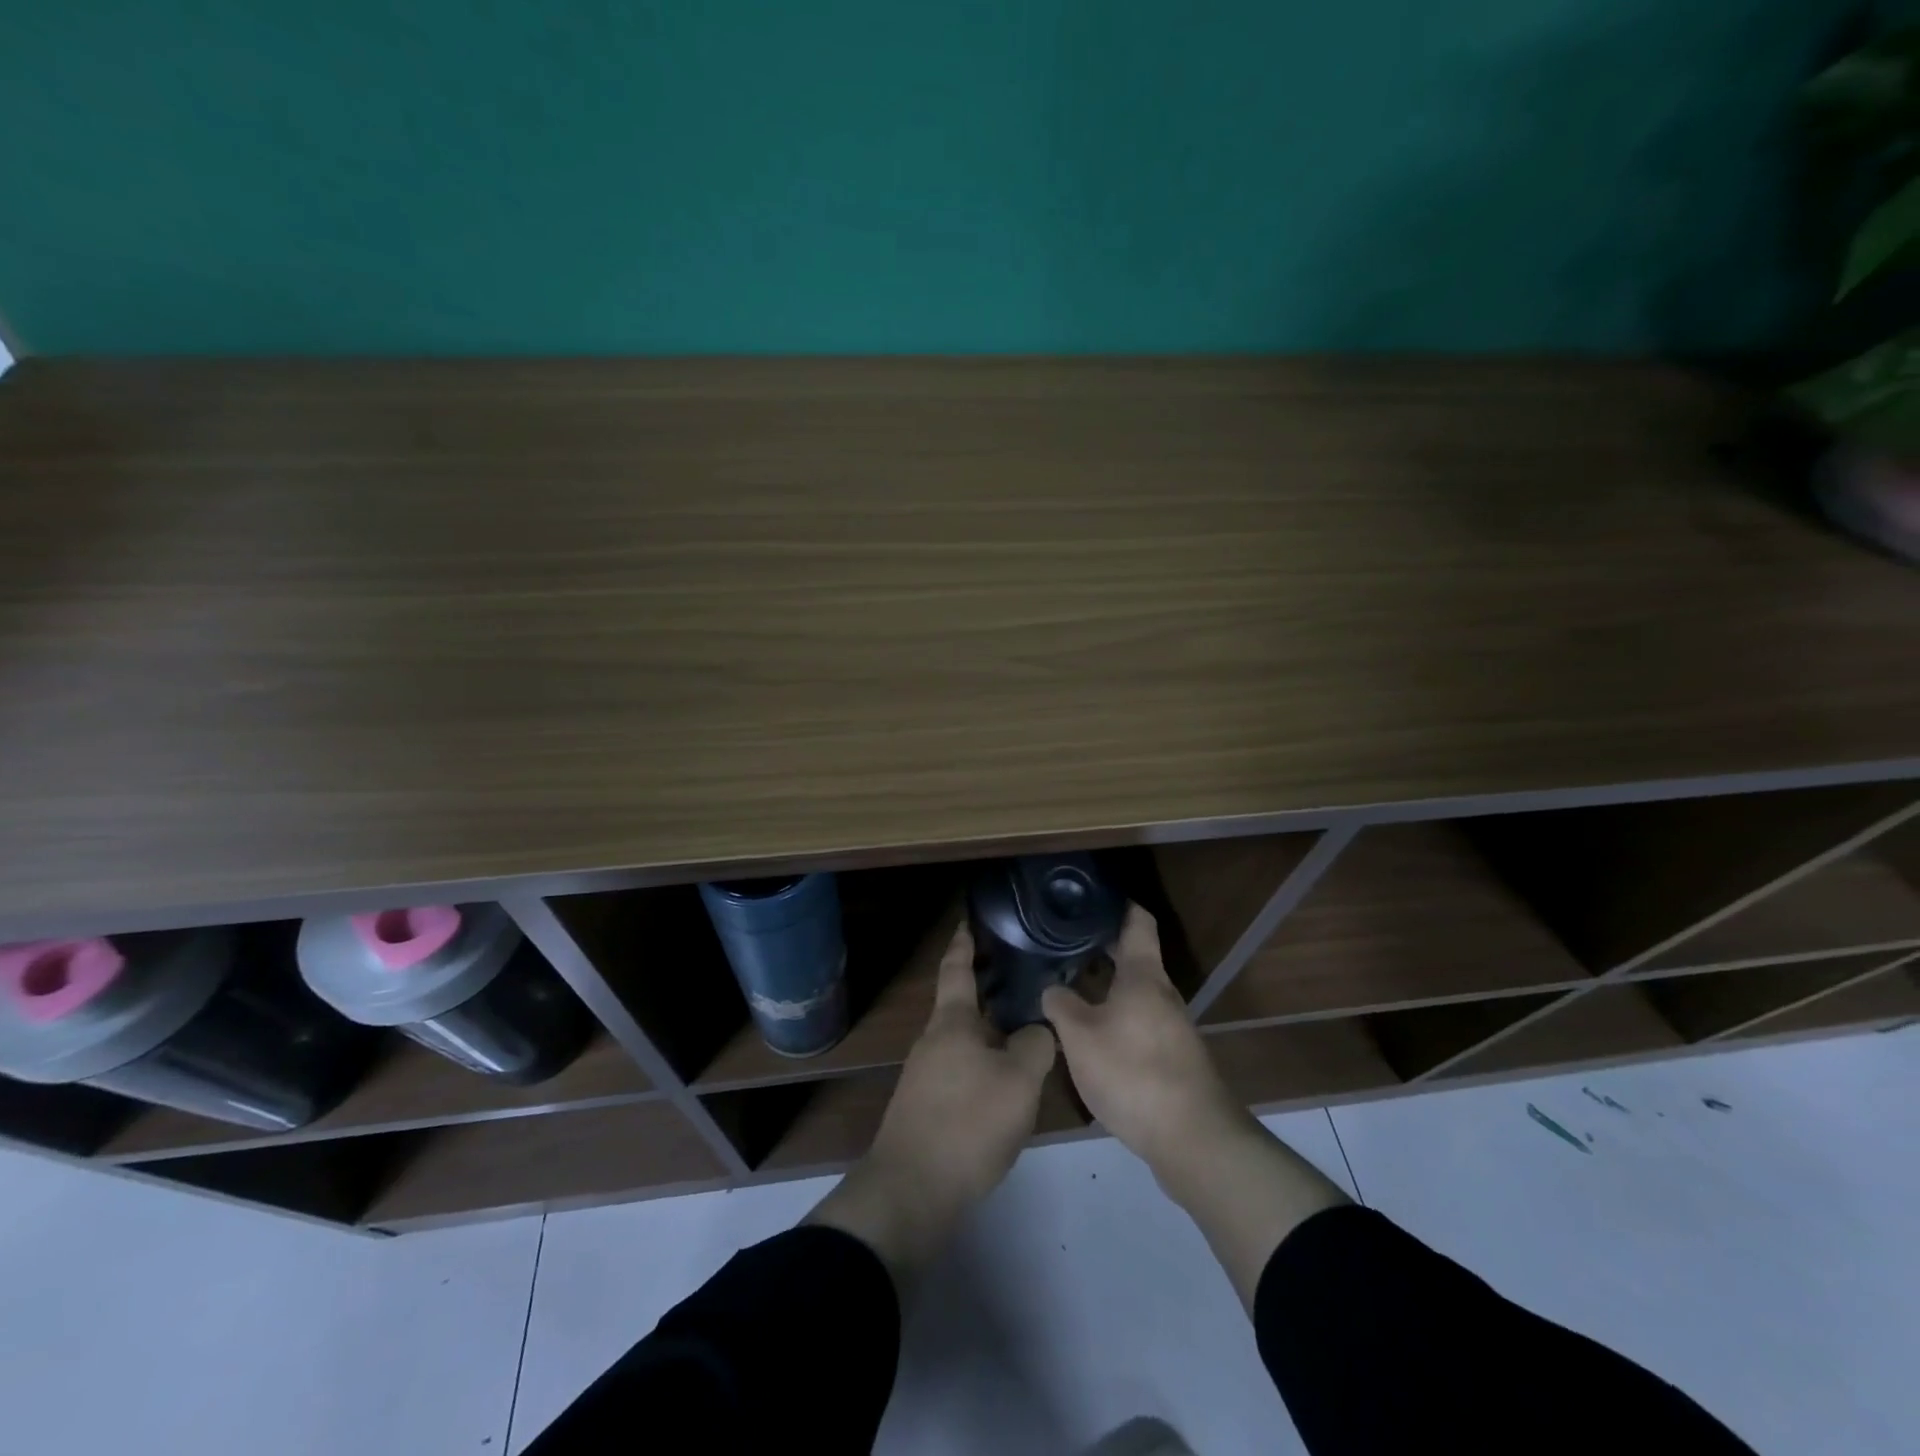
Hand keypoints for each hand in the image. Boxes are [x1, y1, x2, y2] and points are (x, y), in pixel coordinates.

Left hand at [807, 919, 1055, 1287]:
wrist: (912, 1192)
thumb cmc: (967, 1123)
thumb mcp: (1018, 1082)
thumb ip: (1035, 1046)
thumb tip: (1037, 1031)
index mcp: (952, 1023)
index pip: (957, 969)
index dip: (964, 942)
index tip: (969, 920)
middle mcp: (934, 1041)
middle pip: (963, 1006)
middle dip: (989, 992)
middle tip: (1024, 980)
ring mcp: (925, 1076)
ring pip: (965, 1042)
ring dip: (991, 1034)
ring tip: (1027, 1034)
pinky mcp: (926, 1108)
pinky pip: (962, 1072)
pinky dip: (985, 1065)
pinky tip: (1007, 1084)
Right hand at [1041, 907, 1249, 1177]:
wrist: (1192, 1138)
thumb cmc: (1133, 1072)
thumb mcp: (1080, 1037)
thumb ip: (1060, 1005)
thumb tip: (1051, 987)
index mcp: (1143, 975)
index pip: (1137, 920)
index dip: (1117, 904)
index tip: (1089, 897)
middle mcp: (1162, 993)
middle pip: (1134, 956)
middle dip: (1101, 946)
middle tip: (1062, 942)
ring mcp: (1171, 1026)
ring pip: (1135, 991)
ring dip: (1106, 985)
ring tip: (1068, 985)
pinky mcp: (1172, 1056)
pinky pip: (1139, 1020)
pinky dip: (1115, 1014)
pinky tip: (1090, 1032)